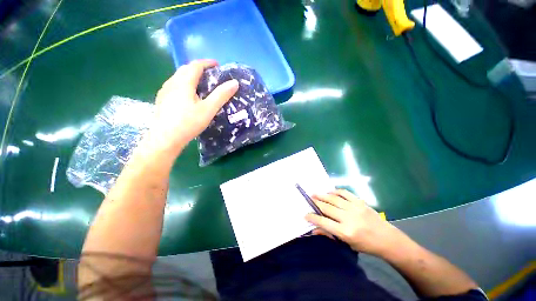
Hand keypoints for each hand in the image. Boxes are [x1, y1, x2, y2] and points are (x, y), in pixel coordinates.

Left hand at [147, 59, 238, 153]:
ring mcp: (164, 91)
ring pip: (178, 77)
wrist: (165, 139)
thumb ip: (221, 95)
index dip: (207, 63)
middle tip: (210, 74)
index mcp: (183, 82)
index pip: (195, 65)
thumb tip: (234, 83)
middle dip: (198, 68)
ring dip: (190, 76)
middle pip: (185, 69)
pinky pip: (174, 86)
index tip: (217, 65)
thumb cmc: (188, 123)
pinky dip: (184, 84)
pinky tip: (188, 96)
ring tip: (201, 84)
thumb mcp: (208, 109)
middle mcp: (171, 83)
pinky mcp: (162, 100)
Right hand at [305, 190, 407, 256]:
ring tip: (315, 193)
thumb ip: (329, 235)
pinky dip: (336, 191)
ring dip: (322, 195)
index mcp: (345, 232)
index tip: (305, 214)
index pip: (324, 222)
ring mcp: (355, 208)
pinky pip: (345, 193)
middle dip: (316, 203)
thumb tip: (314, 229)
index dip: (312, 217)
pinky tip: (330, 192)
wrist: (387, 239)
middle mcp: (349, 218)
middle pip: (327, 208)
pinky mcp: (360, 202)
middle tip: (309, 199)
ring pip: (334, 199)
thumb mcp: (347, 243)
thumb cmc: (366, 245)